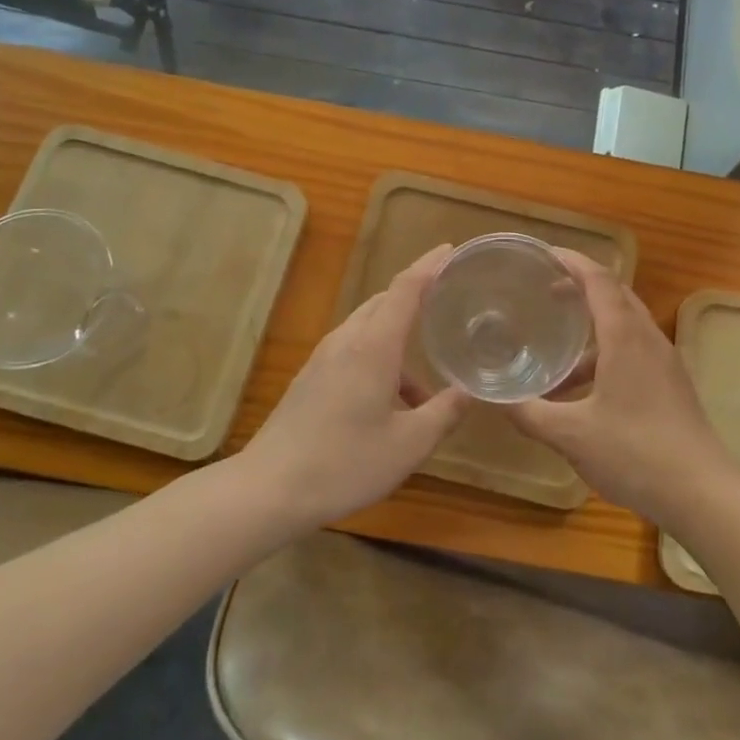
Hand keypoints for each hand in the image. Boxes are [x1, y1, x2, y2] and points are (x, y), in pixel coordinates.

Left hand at [240, 245, 471, 529]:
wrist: (268, 489)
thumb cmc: (345, 463)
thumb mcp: (409, 444)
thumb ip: (444, 413)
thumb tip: (470, 391)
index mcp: (373, 346)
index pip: (406, 288)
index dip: (430, 266)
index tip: (452, 250)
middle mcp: (347, 341)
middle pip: (384, 301)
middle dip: (417, 295)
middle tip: (448, 300)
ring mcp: (324, 359)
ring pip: (368, 328)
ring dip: (399, 337)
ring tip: (427, 376)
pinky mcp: (311, 379)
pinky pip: (353, 350)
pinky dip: (380, 357)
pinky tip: (393, 402)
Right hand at [504, 250, 735, 526]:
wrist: (703, 493)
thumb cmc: (634, 453)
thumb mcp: (571, 435)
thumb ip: (529, 413)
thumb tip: (493, 398)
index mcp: (625, 337)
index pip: (598, 279)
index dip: (571, 261)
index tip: (542, 255)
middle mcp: (648, 338)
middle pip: (616, 295)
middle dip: (581, 286)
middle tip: (545, 291)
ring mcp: (665, 362)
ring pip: (627, 325)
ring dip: (593, 326)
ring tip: (558, 345)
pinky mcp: (672, 384)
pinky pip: (635, 350)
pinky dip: (607, 352)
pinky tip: (584, 389)